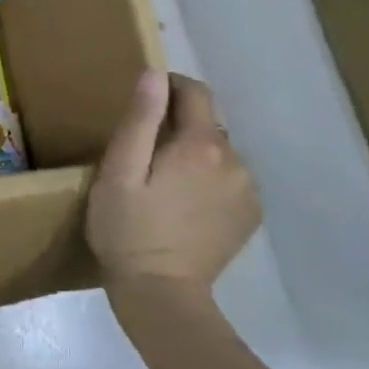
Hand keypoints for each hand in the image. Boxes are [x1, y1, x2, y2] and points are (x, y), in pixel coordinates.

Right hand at [86, 70, 259, 297]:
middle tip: (142, 150)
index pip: (194, 92)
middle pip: (207, 122)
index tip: (143, 101)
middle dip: (178, 124)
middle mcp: (234, 161)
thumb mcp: (119, 170)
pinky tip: (183, 202)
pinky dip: (208, 178)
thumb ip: (140, 119)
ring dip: (194, 152)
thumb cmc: (127, 228)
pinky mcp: (249, 216)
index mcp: (200, 145)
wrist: (161, 294)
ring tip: (161, 179)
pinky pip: (228, 178)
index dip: (168, 86)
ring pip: (218, 151)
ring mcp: (247, 191)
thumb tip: (154, 74)